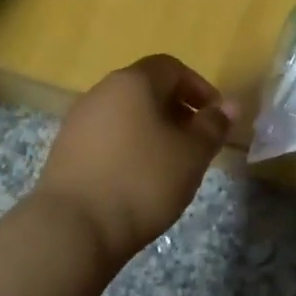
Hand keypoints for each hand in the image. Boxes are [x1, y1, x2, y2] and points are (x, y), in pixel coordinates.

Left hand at [33, 55, 233, 261]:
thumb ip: (213, 126)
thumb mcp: (191, 155)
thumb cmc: (142, 182)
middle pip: (145, 88)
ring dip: (150, 129)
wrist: (73, 228)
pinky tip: (136, 179)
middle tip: (195, 142)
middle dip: (175, 109)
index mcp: (133, 82)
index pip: (171, 67)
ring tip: (168, 164)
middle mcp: (101, 91)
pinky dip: (126, 146)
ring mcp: (78, 120)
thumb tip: (230, 105)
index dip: (199, 88)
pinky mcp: (64, 149)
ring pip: (124, 113)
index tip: (214, 118)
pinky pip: (105, 136)